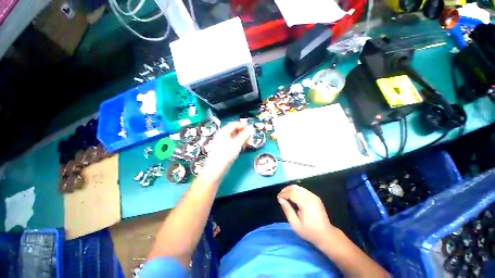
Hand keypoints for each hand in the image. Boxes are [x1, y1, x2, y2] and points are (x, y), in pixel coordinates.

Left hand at [200, 122, 253, 182]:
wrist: (216, 167)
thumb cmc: (226, 154)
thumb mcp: (237, 143)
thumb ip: (244, 135)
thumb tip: (251, 128)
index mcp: (224, 132)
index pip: (233, 124)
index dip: (242, 125)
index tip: (250, 127)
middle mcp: (222, 135)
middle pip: (233, 130)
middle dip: (242, 131)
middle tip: (249, 134)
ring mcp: (221, 142)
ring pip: (232, 137)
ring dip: (240, 137)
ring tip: (246, 141)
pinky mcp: (222, 149)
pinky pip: (231, 142)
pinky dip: (237, 142)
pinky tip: (240, 147)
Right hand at [277, 185, 336, 245]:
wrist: (326, 235)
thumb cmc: (310, 232)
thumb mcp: (295, 224)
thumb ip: (287, 210)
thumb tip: (280, 199)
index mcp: (306, 203)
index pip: (292, 193)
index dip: (283, 194)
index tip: (278, 198)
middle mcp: (311, 197)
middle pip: (295, 187)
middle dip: (286, 190)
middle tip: (280, 196)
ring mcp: (314, 196)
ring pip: (298, 187)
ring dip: (290, 190)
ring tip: (284, 196)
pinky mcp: (315, 197)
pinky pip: (302, 190)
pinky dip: (295, 191)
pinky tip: (292, 197)